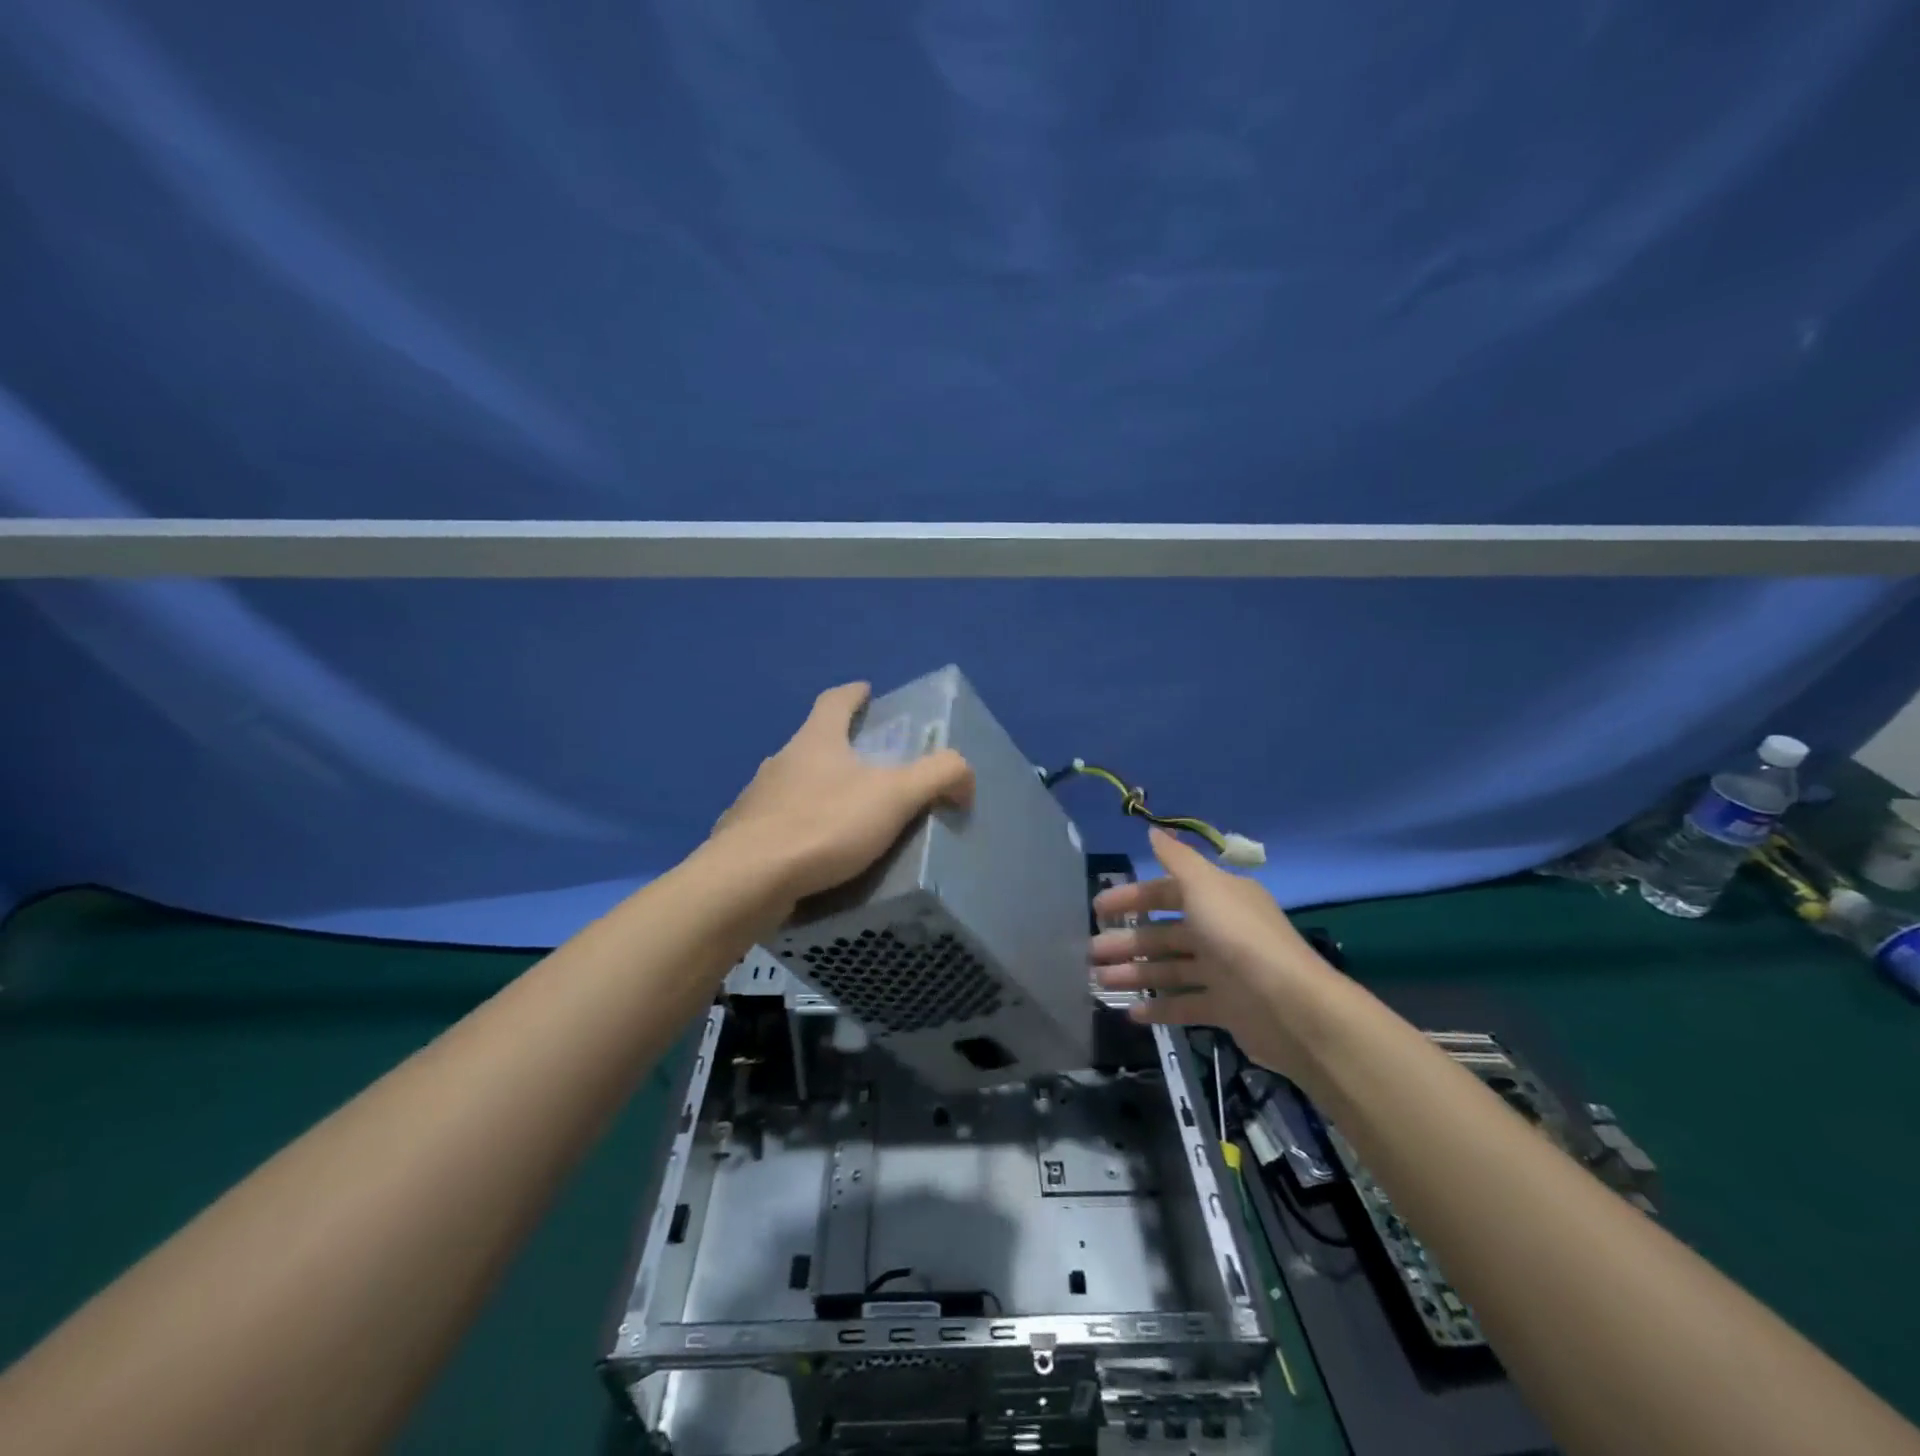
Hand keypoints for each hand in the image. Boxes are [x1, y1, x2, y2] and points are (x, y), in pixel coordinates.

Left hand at [711, 682, 974, 904]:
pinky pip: (776, 825)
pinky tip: (810, 855)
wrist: (748, 881)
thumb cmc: (824, 826)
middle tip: (868, 767)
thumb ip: (938, 776)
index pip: (834, 701)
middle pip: (812, 743)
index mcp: (815, 741)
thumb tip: (964, 776)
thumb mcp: (895, 797)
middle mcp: (780, 762)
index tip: (867, 691)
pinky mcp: (741, 837)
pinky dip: (795, 830)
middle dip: (838, 748)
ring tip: (842, 817)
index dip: (853, 694)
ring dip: (815, 791)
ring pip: (791, 785)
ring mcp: (755, 799)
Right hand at [1090, 828, 1341, 1078]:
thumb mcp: (1205, 886)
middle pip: (1164, 933)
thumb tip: (1152, 831)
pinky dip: (1159, 1007)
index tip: (1098, 910)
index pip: (1166, 893)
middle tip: (1091, 953)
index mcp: (1218, 898)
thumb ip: (1177, 859)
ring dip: (1135, 973)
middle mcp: (1220, 930)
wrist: (1289, 1006)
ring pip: (1170, 969)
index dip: (1132, 898)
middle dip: (1127, 941)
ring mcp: (1223, 971)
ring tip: (1099, 982)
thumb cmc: (1238, 937)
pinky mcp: (1226, 1008)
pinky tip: (1130, 1013)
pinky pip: (1185, 1005)